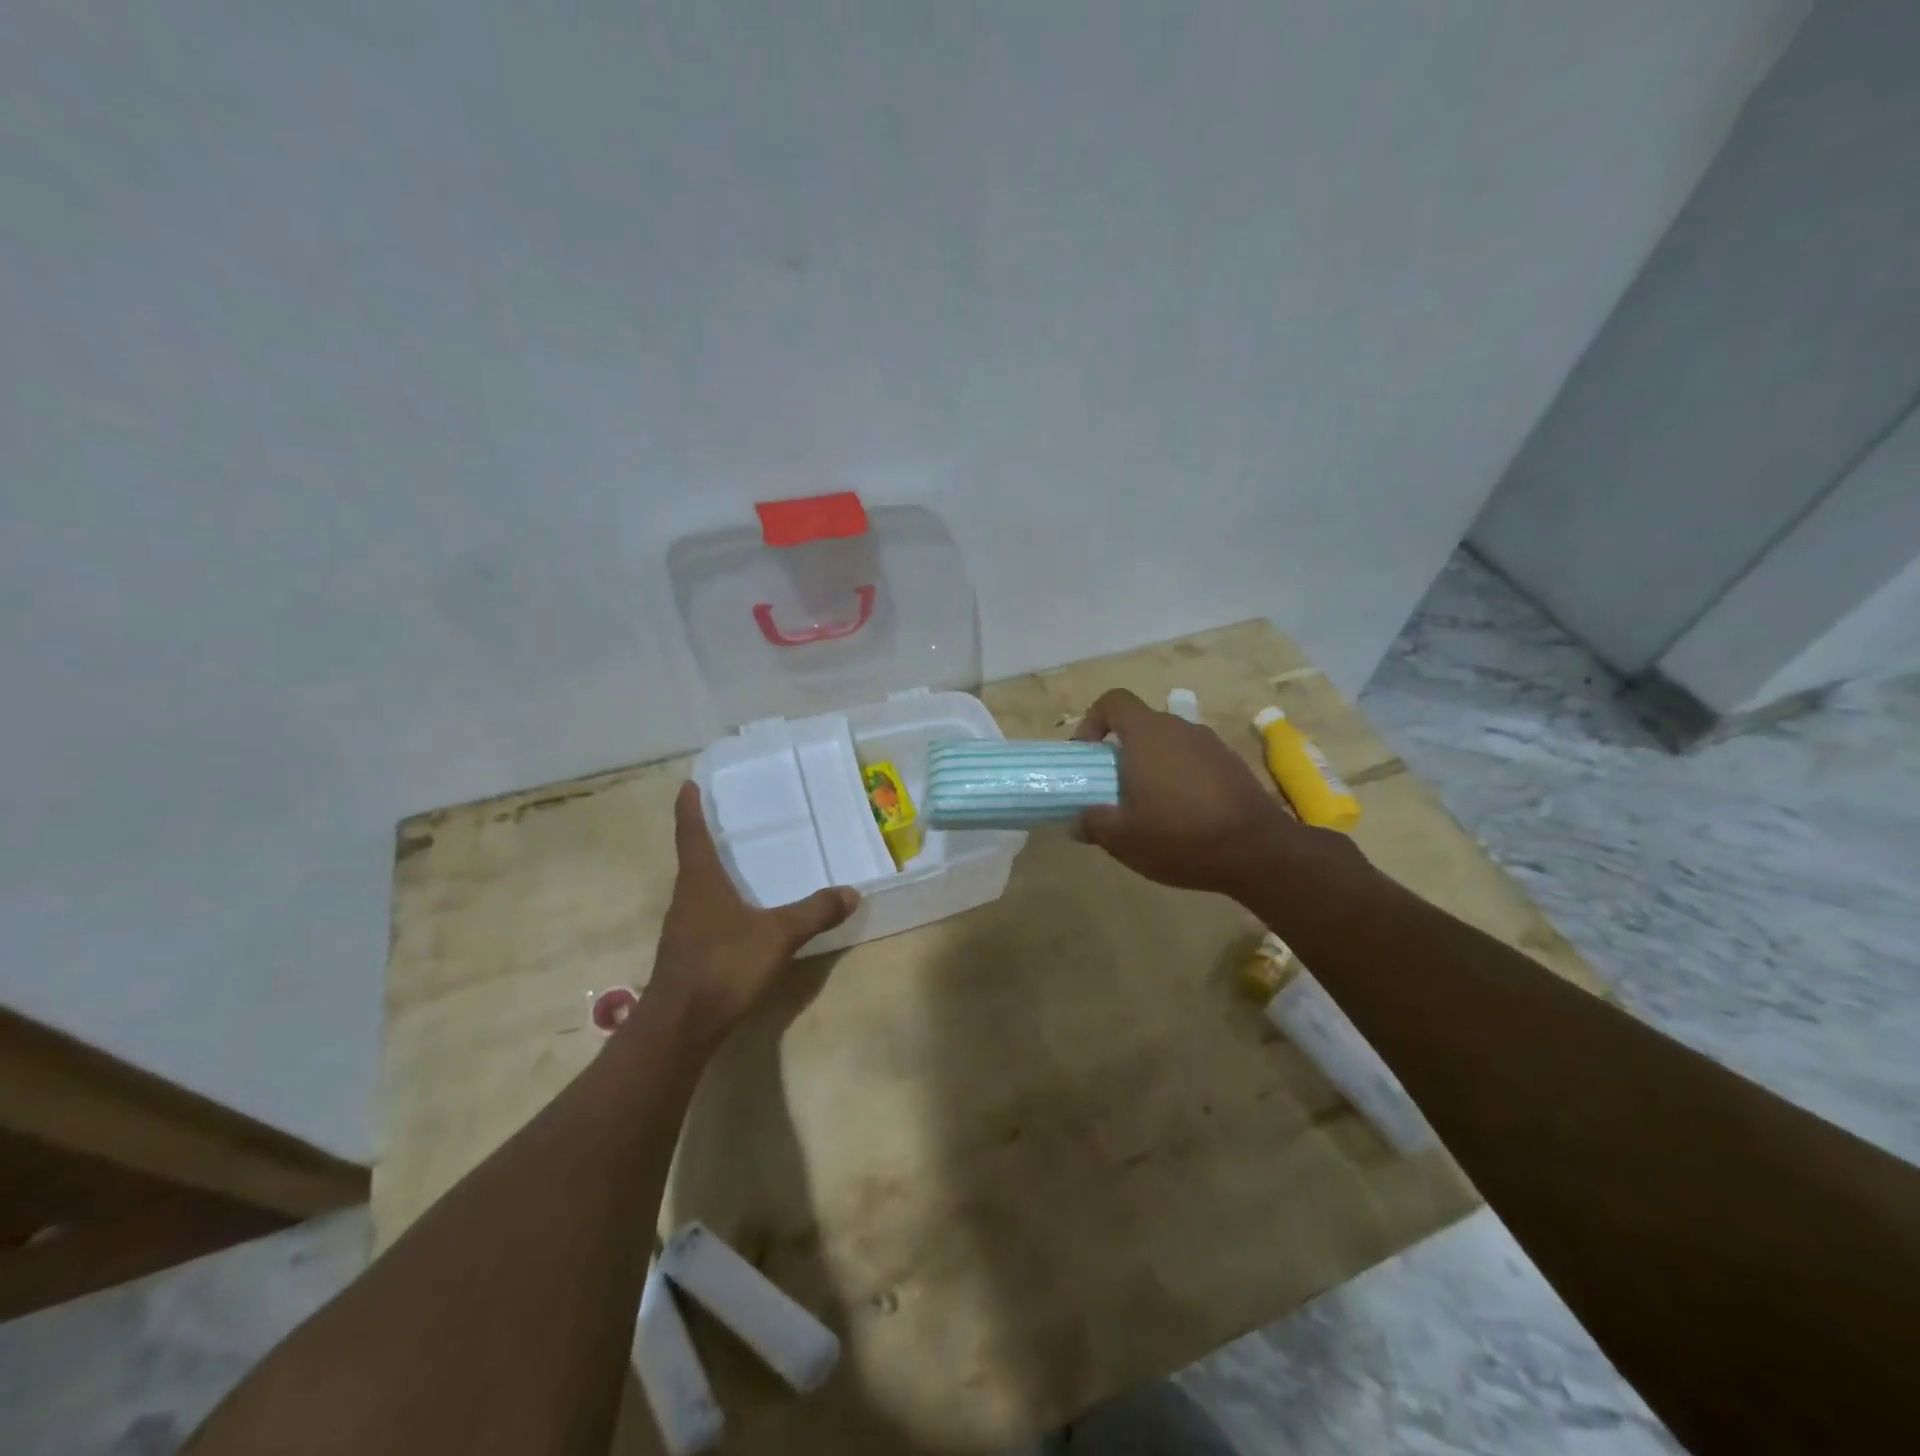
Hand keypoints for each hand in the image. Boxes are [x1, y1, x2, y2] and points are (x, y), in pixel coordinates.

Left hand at [644, 783, 859, 1040]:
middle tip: (729, 820)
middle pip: (693, 860)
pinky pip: (704, 916)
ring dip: (712, 873)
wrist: (679, 1027)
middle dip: (707, 838)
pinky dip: (720, 905)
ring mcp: (683, 929)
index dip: (690, 808)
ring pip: (698, 890)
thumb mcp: (777, 935)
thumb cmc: (723, 966)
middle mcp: (686, 899)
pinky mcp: (686, 955)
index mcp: (699, 882)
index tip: (689, 784)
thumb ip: (814, 912)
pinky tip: (740, 917)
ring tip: (739, 864)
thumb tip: (851, 892)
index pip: (691, 833)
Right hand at [1072, 688, 1305, 895]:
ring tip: (1149, 808)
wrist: (1258, 851)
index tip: (1088, 755)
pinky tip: (1184, 816)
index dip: (1093, 721)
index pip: (1114, 701)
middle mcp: (1179, 728)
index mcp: (1147, 734)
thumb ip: (1092, 823)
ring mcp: (1211, 744)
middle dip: (1121, 752)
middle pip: (1141, 725)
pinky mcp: (1233, 765)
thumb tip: (1076, 821)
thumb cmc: (1179, 835)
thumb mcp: (1122, 838)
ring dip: (1152, 766)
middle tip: (1114, 789)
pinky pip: (1194, 761)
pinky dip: (1181, 778)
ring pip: (1169, 744)